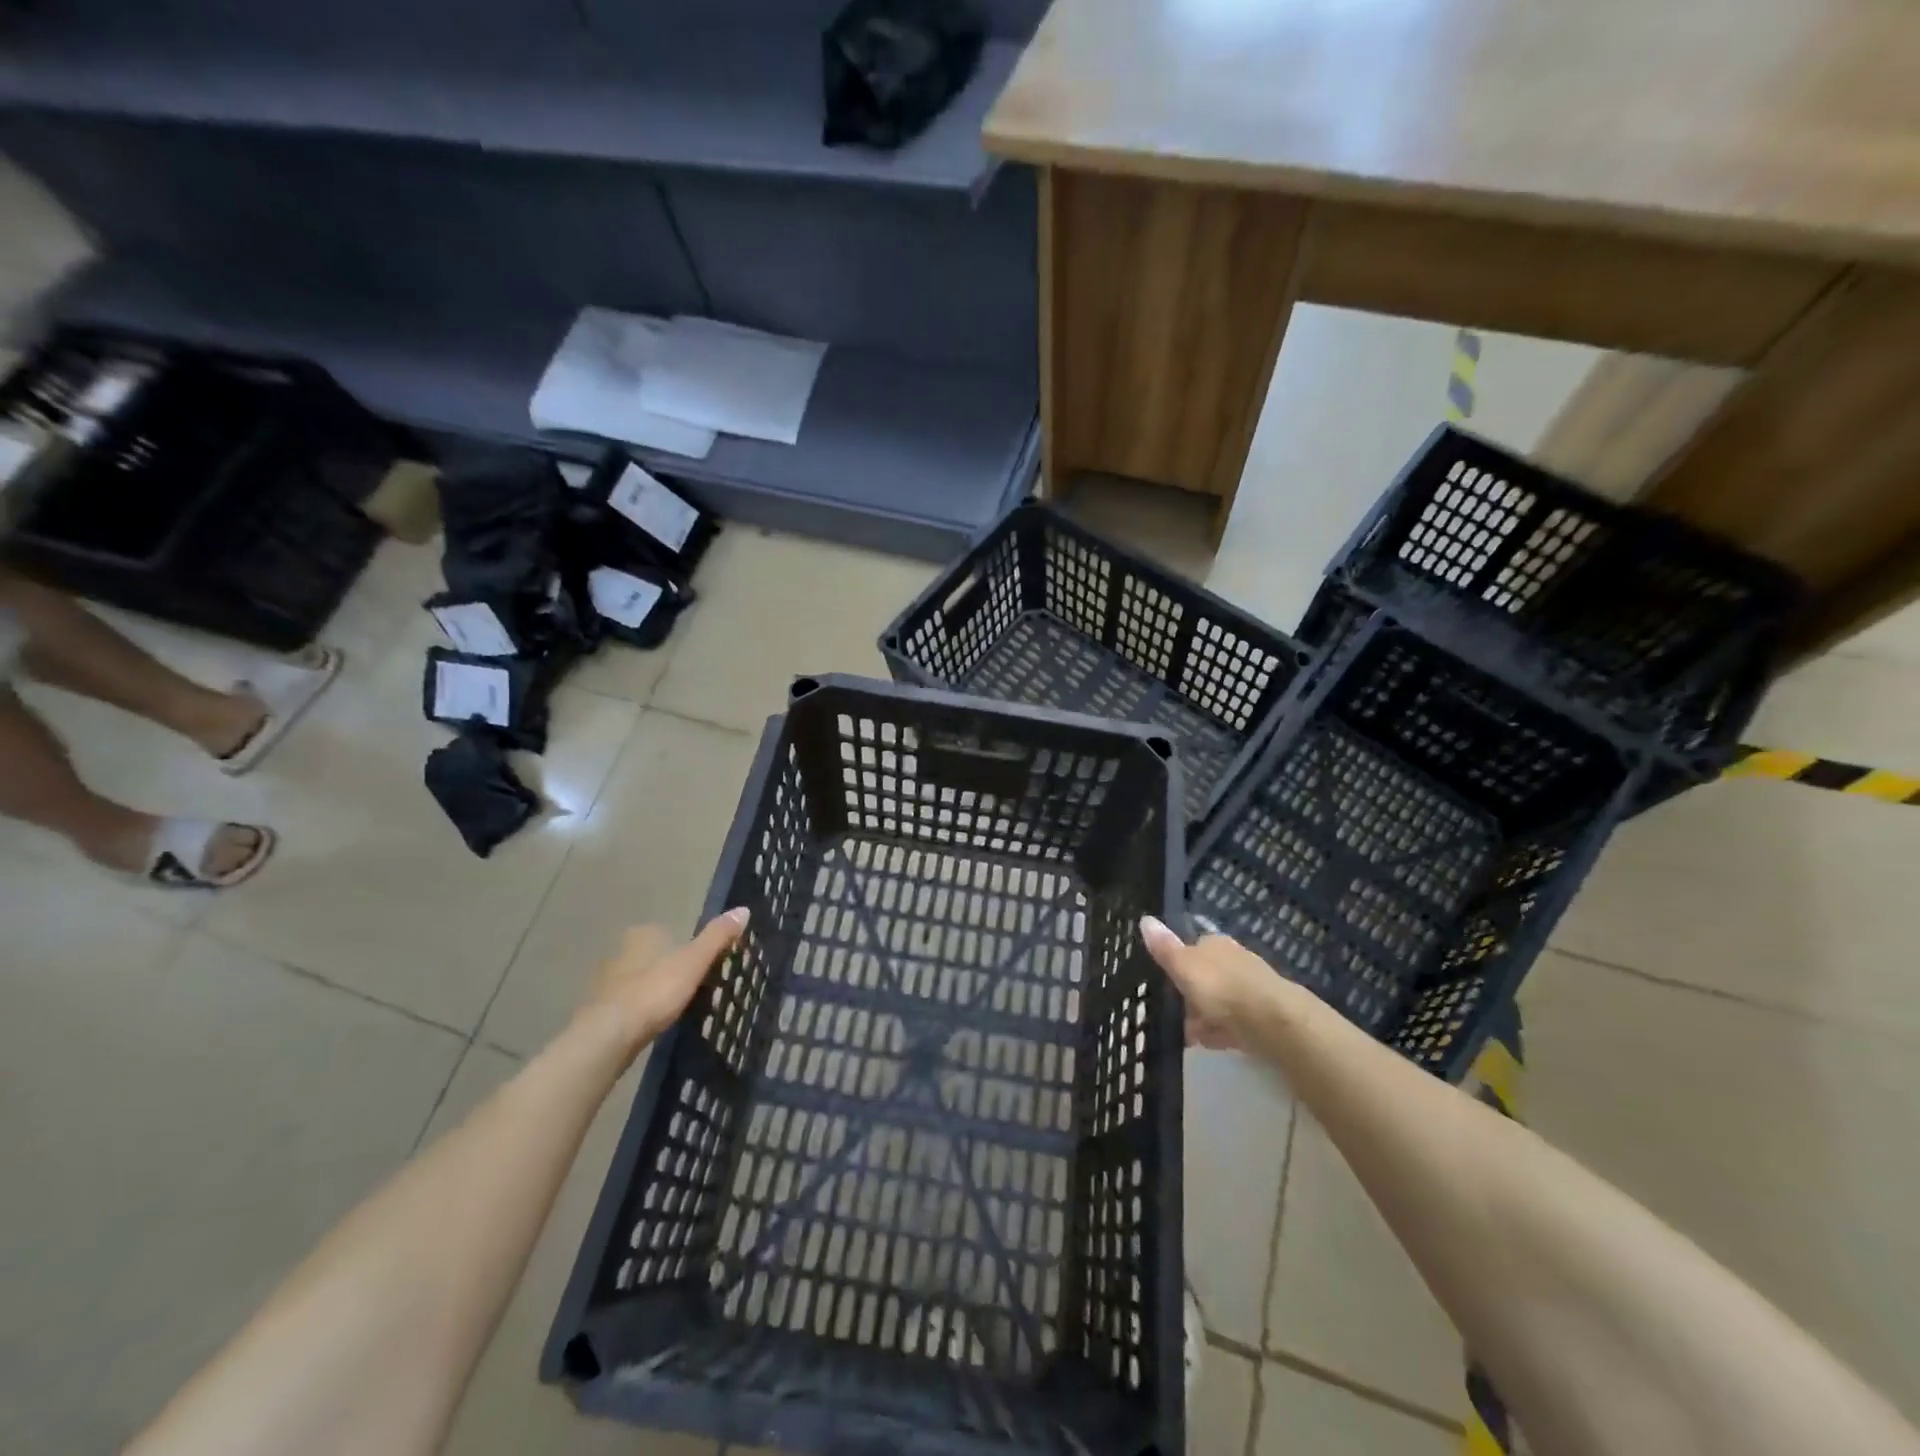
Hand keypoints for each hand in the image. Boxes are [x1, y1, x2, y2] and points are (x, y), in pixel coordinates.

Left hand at [579, 908, 749, 1054]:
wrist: (608, 1036)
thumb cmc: (654, 991)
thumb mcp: (694, 962)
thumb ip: (717, 937)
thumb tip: (743, 909)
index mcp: (642, 935)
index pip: (669, 933)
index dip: (686, 948)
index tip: (702, 966)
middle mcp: (620, 952)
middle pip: (653, 956)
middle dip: (669, 969)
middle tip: (692, 988)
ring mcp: (605, 981)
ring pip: (638, 979)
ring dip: (653, 990)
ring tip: (675, 1008)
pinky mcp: (599, 1009)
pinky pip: (627, 1003)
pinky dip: (640, 1010)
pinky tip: (651, 1023)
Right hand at [1139, 915, 1275, 1049]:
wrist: (1273, 1023)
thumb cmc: (1222, 989)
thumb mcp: (1184, 967)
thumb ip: (1164, 948)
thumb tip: (1145, 919)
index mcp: (1215, 944)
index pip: (1191, 948)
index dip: (1177, 967)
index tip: (1164, 985)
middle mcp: (1234, 960)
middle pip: (1204, 977)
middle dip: (1189, 997)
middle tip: (1174, 1016)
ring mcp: (1250, 987)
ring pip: (1218, 1001)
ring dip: (1203, 1017)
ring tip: (1189, 1036)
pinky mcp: (1261, 1015)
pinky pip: (1233, 1021)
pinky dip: (1221, 1031)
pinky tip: (1211, 1043)